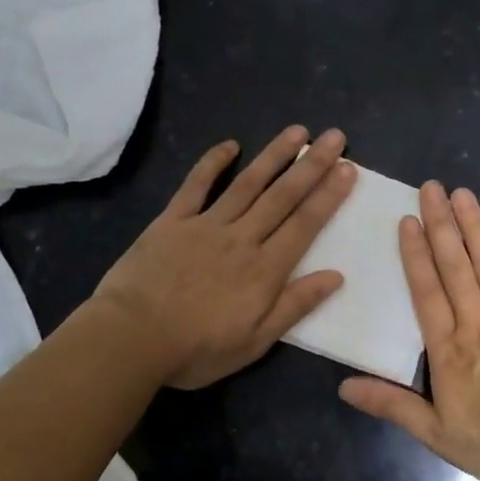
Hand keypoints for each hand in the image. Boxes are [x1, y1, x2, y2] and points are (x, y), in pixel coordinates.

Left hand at [89, 127, 356, 388]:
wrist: (131, 338)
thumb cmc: (197, 349)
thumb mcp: (255, 341)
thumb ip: (295, 305)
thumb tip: (336, 276)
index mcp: (265, 269)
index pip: (305, 224)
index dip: (329, 196)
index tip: (348, 169)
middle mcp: (242, 238)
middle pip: (283, 196)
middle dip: (312, 165)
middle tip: (335, 137)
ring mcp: (206, 225)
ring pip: (247, 183)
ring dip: (274, 156)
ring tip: (298, 131)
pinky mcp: (172, 221)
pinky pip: (195, 186)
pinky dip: (212, 163)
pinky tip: (230, 144)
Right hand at [339, 183, 479, 480]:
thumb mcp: (436, 433)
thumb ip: (392, 405)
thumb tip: (343, 387)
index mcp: (449, 348)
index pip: (427, 292)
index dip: (416, 255)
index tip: (408, 221)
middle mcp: (478, 322)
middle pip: (456, 268)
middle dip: (442, 226)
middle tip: (432, 187)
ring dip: (475, 228)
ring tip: (464, 194)